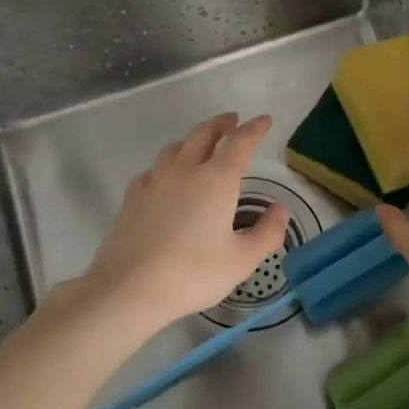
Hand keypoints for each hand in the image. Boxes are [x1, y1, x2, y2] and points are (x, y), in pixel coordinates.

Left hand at [61, 113, 287, 333]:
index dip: (254, 129)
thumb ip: (266, 232)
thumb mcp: (241, 260)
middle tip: (232, 121)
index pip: (239, 143)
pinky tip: (166, 176)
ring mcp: (154, 180)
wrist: (129, 287)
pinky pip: (154, 169)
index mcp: (216, 180)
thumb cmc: (192, 273)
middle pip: (204, 134)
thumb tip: (280, 209)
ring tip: (201, 143)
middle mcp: (185, 170)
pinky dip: (168, 164)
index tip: (264, 120)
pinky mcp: (132, 196)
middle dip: (221, 124)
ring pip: (176, 147)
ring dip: (193, 138)